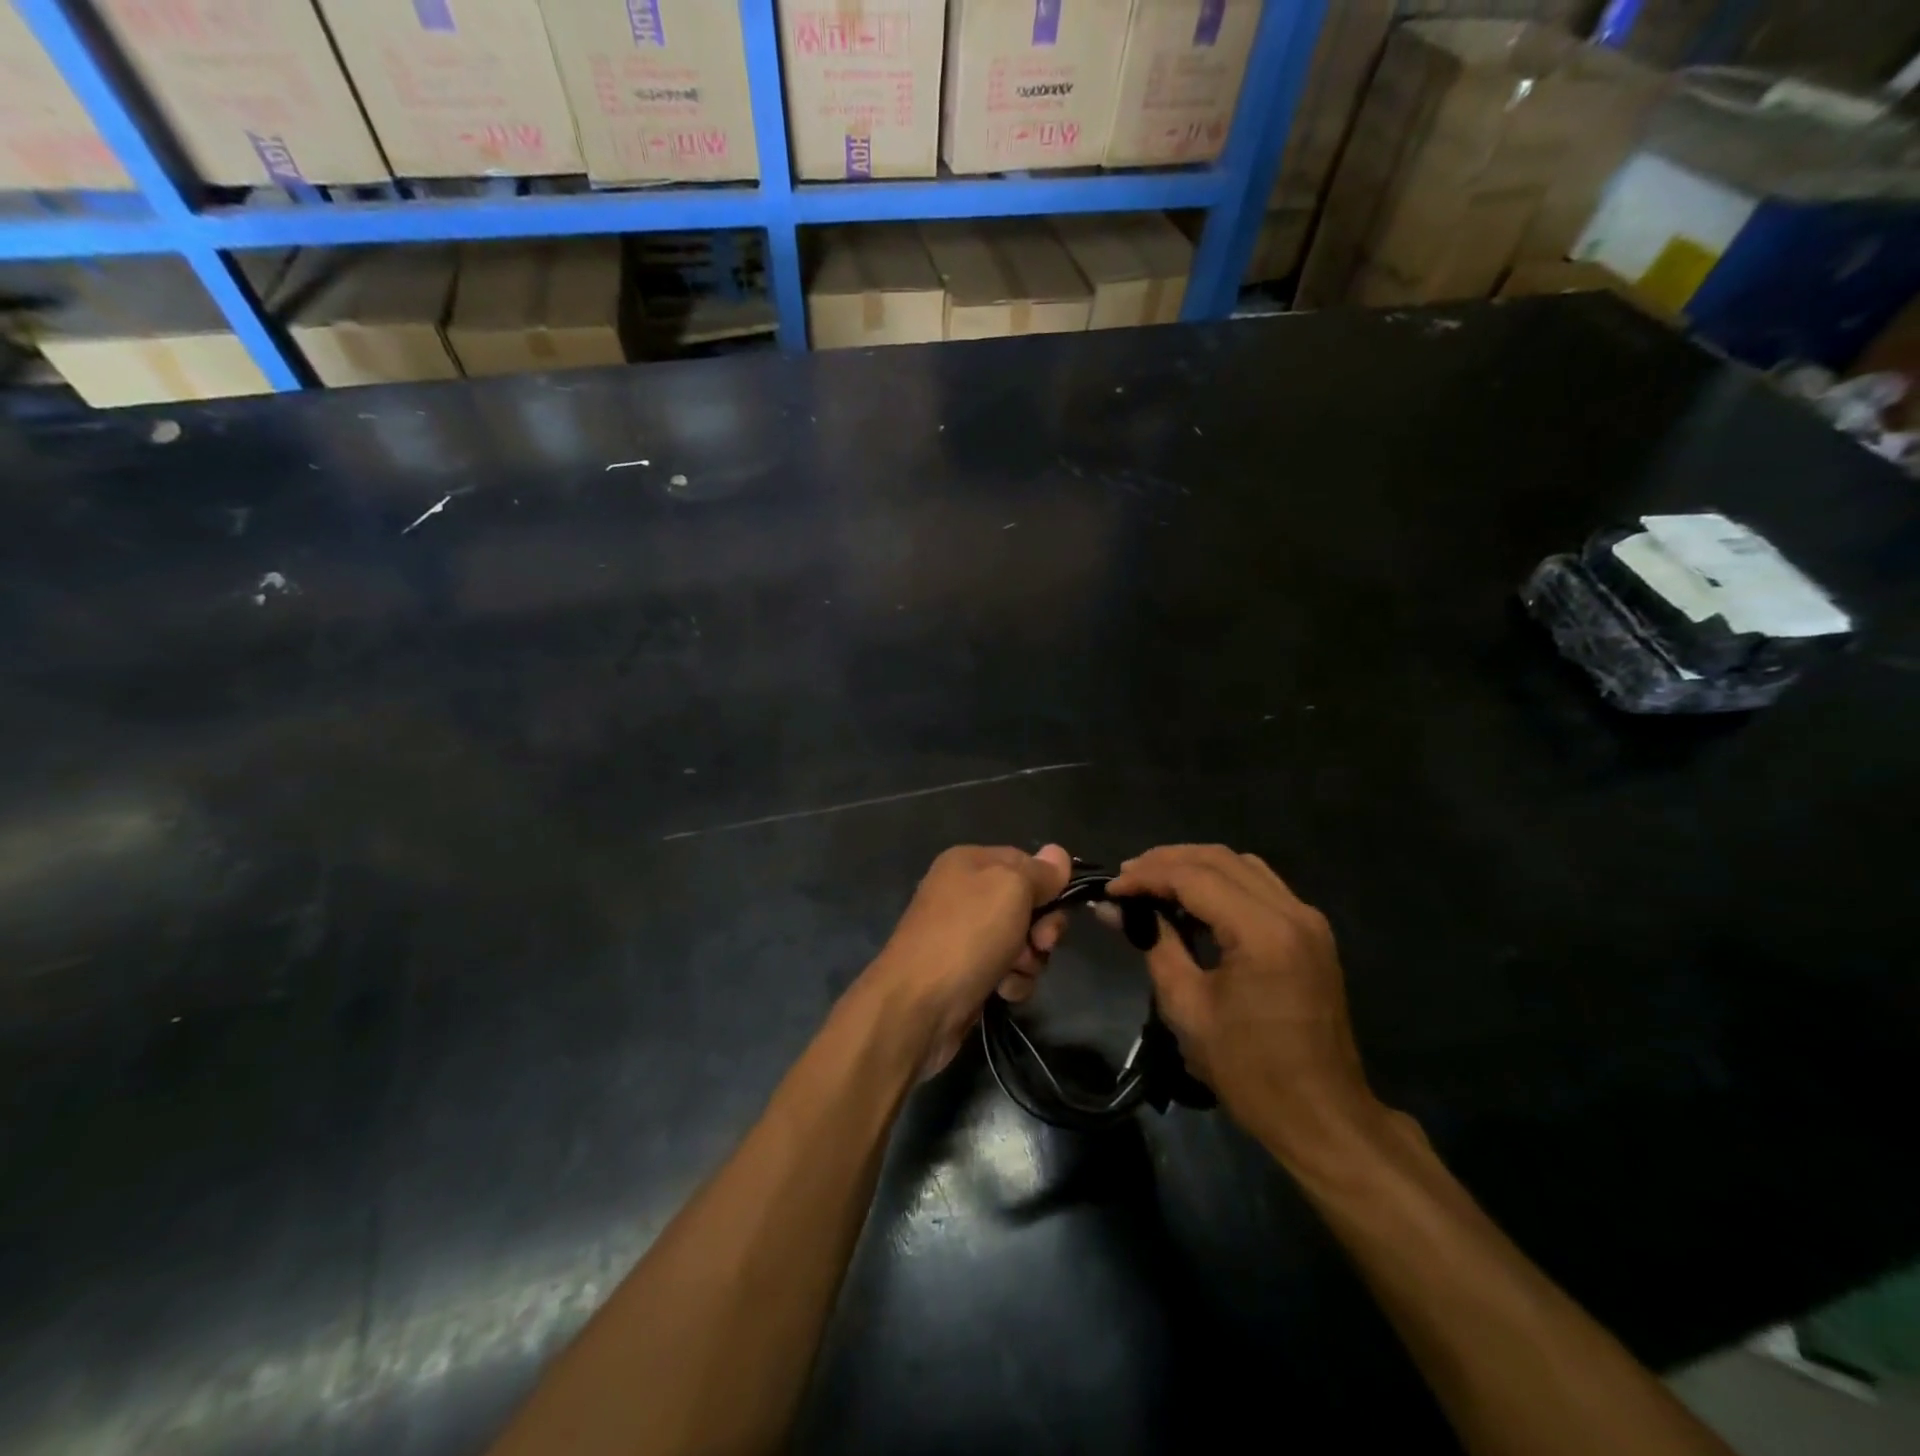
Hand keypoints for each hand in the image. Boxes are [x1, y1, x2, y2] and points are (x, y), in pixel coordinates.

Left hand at [859, 844, 1071, 1075]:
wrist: (918, 1005)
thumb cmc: (967, 935)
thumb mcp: (1011, 888)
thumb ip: (1039, 871)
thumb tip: (1058, 853)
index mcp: (969, 862)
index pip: (1026, 862)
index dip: (1048, 885)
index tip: (1058, 907)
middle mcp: (964, 893)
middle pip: (1027, 904)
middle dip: (1042, 928)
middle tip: (1040, 944)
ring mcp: (964, 935)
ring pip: (1022, 941)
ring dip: (1029, 959)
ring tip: (1014, 971)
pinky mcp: (966, 972)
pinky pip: (1007, 970)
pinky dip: (1012, 981)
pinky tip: (1002, 991)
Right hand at [1108, 845, 1387, 1163]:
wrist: (1322, 1115)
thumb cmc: (1249, 1070)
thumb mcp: (1187, 1007)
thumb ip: (1154, 943)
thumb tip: (1114, 908)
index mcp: (1263, 932)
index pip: (1194, 877)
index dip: (1146, 876)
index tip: (1110, 889)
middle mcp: (1292, 912)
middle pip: (1219, 859)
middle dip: (1166, 861)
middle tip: (1126, 878)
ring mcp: (1308, 919)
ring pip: (1241, 865)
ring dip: (1194, 865)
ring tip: (1153, 882)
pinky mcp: (1311, 932)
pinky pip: (1259, 885)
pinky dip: (1221, 881)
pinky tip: (1193, 900)